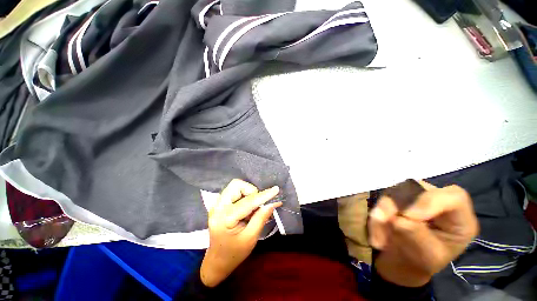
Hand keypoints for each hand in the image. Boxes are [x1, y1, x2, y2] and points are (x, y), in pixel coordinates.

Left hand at [200, 179, 281, 286]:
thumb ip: (261, 218)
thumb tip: (272, 203)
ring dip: (247, 193)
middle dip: (251, 191)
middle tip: (258, 205)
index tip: (276, 189)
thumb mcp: (251, 238)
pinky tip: (246, 208)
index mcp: (225, 218)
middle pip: (236, 185)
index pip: (247, 201)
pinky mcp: (219, 204)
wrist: (217, 261)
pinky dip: (243, 195)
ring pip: (235, 186)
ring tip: (252, 208)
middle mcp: (218, 207)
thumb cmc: (235, 253)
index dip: (263, 195)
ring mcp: (217, 204)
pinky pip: (234, 191)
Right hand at [369, 181, 478, 286]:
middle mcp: (437, 201)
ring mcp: (414, 196)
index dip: (431, 201)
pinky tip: (376, 236)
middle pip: (417, 190)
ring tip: (378, 240)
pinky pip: (382, 199)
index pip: (454, 197)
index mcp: (459, 218)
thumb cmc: (423, 261)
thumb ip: (418, 237)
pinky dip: (376, 215)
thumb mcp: (428, 257)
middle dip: (396, 207)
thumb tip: (398, 220)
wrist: (402, 259)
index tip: (407, 216)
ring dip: (382, 213)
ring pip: (395, 192)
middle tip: (382, 224)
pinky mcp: (396, 196)